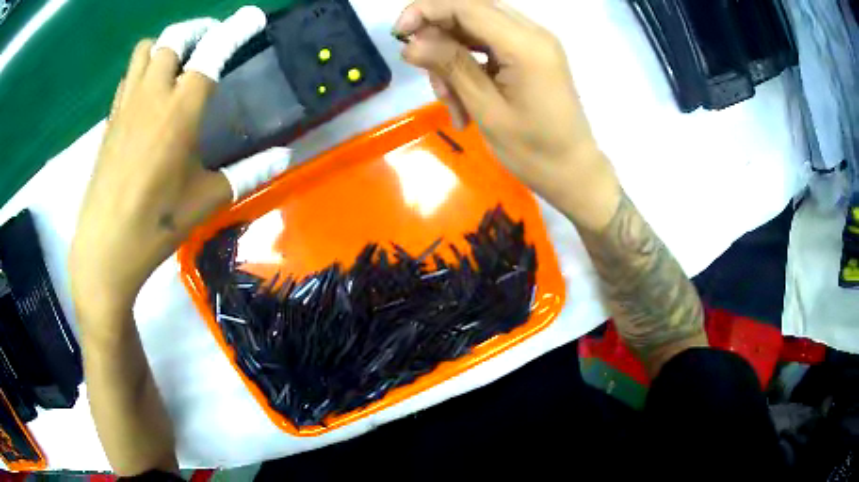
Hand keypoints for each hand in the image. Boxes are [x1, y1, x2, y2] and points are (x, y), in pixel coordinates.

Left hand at [70, 7, 290, 325]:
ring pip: (146, 50)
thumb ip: (248, 172)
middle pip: (175, 37)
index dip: (236, 29)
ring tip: (179, 61)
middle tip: (211, 41)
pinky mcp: (110, 119)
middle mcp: (152, 95)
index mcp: (181, 110)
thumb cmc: (157, 224)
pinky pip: (129, 75)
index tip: (252, 17)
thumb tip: (285, 157)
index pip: (213, 52)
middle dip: (198, 30)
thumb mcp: (207, 200)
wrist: (105, 248)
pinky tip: (151, 91)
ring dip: (166, 45)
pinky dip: (144, 69)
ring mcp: (127, 105)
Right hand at [395, 0, 620, 228]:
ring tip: (450, 102)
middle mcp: (532, 32)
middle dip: (438, 37)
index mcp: (525, 44)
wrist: (573, 172)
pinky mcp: (531, 55)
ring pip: (475, 29)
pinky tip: (463, 99)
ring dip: (451, 57)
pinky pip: (489, 46)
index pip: (466, 6)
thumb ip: (450, 66)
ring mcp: (533, 42)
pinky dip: (468, 65)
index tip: (398, 34)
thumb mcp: (486, 109)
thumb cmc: (533, 151)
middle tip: (425, 73)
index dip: (426, 11)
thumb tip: (411, 43)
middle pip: (470, 12)